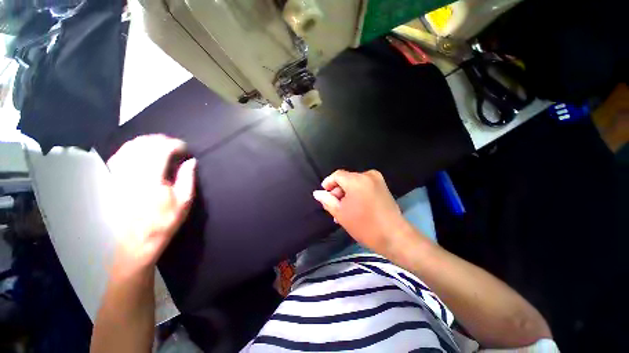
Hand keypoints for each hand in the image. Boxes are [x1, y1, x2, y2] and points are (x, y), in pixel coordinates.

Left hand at [107, 135, 195, 266]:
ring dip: (147, 142)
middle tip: (175, 145)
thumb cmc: (165, 221)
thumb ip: (187, 178)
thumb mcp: (184, 201)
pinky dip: (132, 148)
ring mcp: (119, 175)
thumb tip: (191, 161)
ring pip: (129, 147)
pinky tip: (141, 151)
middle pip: (144, 144)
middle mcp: (131, 173)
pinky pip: (119, 155)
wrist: (138, 240)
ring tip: (160, 145)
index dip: (175, 145)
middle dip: (161, 140)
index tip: (186, 149)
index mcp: (151, 178)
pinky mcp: (113, 180)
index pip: (161, 150)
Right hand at [313, 170, 409, 254]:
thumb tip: (318, 193)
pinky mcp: (383, 186)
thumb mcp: (341, 213)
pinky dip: (356, 193)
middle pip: (346, 179)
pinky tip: (353, 207)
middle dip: (338, 191)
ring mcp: (377, 180)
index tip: (324, 194)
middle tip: (333, 206)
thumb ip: (327, 200)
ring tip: (343, 210)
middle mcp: (368, 175)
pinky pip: (364, 186)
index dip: (328, 183)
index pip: (337, 175)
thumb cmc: (364, 226)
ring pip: (354, 183)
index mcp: (356, 180)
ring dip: (347, 194)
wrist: (394, 236)